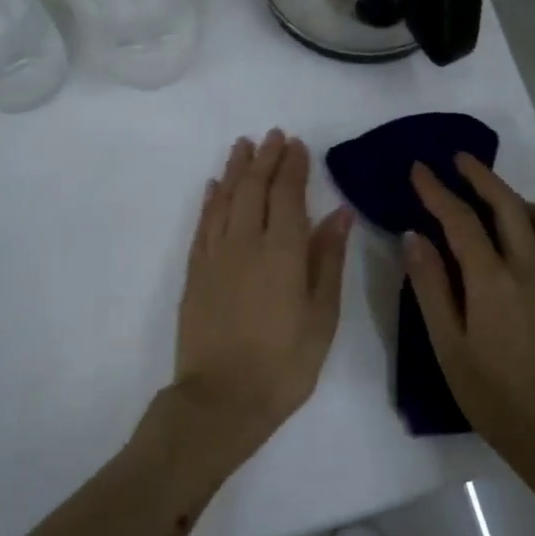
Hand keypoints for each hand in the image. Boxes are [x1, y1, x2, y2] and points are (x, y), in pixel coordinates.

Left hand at [174, 130, 352, 459]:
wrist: (222, 399)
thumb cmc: (285, 363)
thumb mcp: (322, 316)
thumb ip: (328, 260)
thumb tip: (339, 214)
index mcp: (282, 252)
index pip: (287, 195)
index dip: (292, 166)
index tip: (297, 144)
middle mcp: (245, 243)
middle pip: (253, 189)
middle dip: (265, 158)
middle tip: (273, 136)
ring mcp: (215, 257)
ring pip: (225, 200)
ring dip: (235, 170)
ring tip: (244, 146)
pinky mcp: (195, 274)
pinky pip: (202, 226)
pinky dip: (210, 201)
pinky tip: (215, 187)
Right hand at [405, 155, 534, 459]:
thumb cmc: (489, 392)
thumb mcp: (447, 344)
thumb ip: (430, 287)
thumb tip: (415, 237)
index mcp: (492, 281)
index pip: (462, 221)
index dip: (437, 192)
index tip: (419, 169)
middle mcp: (528, 268)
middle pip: (507, 205)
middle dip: (481, 176)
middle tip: (457, 159)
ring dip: (513, 196)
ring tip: (489, 196)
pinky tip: (519, 233)